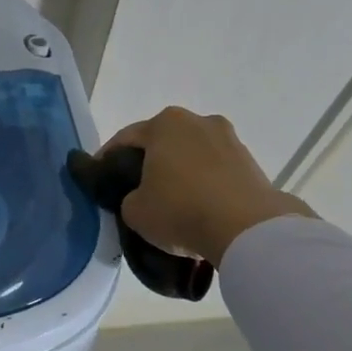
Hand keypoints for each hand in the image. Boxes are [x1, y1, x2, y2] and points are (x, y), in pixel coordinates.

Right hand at [98, 107, 311, 264]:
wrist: (247, 229)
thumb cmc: (181, 210)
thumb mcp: (134, 211)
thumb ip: (128, 197)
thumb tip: (140, 197)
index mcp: (165, 124)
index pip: (125, 138)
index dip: (108, 159)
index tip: (100, 179)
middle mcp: (198, 121)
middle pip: (162, 142)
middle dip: (148, 162)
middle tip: (135, 189)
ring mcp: (229, 139)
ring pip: (191, 154)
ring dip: (179, 171)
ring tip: (171, 199)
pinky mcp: (251, 162)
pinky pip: (215, 170)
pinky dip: (203, 182)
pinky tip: (198, 205)